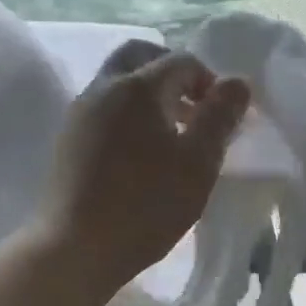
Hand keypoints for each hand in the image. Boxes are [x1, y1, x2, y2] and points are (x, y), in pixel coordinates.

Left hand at [37, 40, 249, 292]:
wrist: (75, 249)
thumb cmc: (146, 205)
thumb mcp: (197, 163)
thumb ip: (219, 117)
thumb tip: (237, 82)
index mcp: (138, 87)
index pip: (182, 61)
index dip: (210, 82)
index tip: (223, 117)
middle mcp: (103, 87)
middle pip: (141, 56)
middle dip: (173, 73)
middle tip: (195, 108)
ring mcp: (80, 112)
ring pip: (119, 81)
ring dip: (150, 93)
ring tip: (173, 134)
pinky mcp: (68, 139)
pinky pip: (105, 106)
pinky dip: (129, 112)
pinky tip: (142, 152)